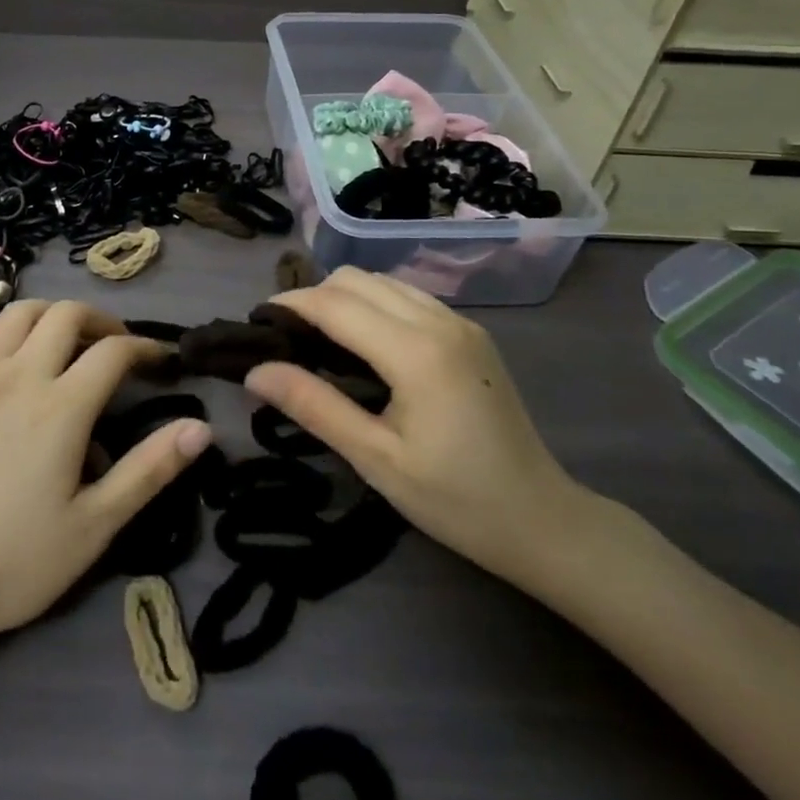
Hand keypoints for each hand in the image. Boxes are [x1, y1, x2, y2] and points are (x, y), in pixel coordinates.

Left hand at [0, 300, 212, 653]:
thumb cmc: (16, 561)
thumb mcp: (95, 526)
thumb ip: (149, 470)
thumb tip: (202, 427)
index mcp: (61, 407)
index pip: (114, 351)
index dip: (145, 348)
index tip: (162, 362)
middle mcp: (19, 375)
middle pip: (66, 313)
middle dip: (101, 321)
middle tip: (116, 350)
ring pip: (18, 311)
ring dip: (51, 315)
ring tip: (66, 344)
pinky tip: (2, 347)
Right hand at [244, 267, 594, 591]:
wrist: (543, 520)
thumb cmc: (456, 500)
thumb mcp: (376, 459)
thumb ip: (314, 406)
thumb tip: (255, 371)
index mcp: (417, 352)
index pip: (335, 304)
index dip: (289, 305)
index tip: (256, 322)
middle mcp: (440, 321)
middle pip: (357, 279)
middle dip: (313, 297)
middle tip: (285, 338)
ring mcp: (460, 323)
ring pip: (383, 281)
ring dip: (344, 297)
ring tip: (319, 338)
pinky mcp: (471, 333)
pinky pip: (408, 296)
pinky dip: (374, 304)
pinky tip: (364, 342)